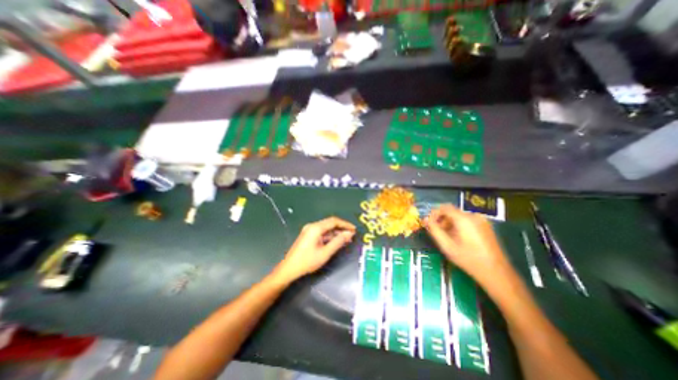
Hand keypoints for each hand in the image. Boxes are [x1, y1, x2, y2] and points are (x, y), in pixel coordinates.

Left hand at [273, 217, 354, 284]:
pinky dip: (330, 236)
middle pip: (330, 223)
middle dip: (342, 228)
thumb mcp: (325, 253)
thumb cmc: (307, 261)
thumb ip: (338, 242)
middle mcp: (312, 226)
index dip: (345, 224)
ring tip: (347, 239)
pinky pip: (322, 233)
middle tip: (352, 235)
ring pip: (326, 228)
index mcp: (316, 228)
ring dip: (336, 233)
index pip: (334, 221)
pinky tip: (337, 241)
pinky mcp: (308, 235)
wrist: (289, 269)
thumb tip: (349, 234)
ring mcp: (309, 230)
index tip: (354, 229)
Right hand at [423, 205, 519, 293]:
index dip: (434, 213)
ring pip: (459, 216)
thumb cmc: (468, 259)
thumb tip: (425, 219)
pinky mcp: (486, 226)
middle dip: (441, 220)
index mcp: (464, 219)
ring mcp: (481, 220)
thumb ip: (434, 230)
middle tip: (437, 232)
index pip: (444, 207)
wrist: (496, 272)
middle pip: (452, 212)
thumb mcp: (447, 245)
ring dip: (449, 223)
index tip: (428, 223)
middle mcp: (473, 216)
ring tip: (447, 237)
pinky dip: (459, 226)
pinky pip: (467, 220)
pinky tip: (458, 238)